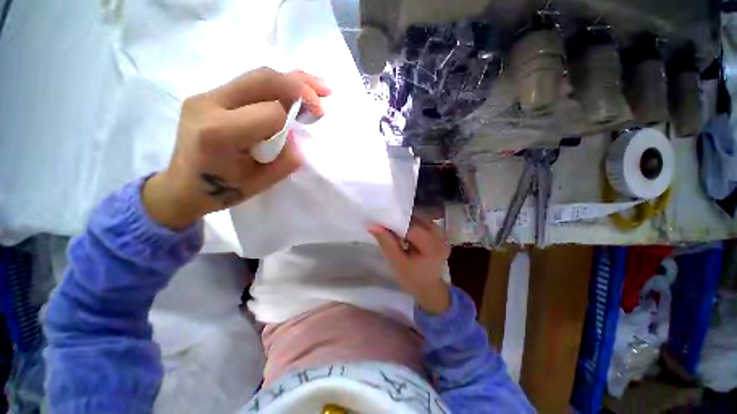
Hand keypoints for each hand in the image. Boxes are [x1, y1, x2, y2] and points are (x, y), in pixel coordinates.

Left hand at [143, 67, 330, 228]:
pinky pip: (249, 83)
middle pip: (264, 80)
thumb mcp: (262, 183)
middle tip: (325, 93)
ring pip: (257, 75)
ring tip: (318, 86)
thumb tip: (295, 134)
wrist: (182, 186)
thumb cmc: (223, 191)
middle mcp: (208, 104)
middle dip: (300, 86)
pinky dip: (277, 84)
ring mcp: (206, 95)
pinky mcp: (209, 94)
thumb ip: (285, 159)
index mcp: (219, 132)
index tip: (300, 132)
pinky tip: (294, 87)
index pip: (270, 113)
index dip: (291, 122)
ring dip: (292, 79)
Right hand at [369, 216, 451, 314]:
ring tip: (394, 226)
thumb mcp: (397, 262)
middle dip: (401, 219)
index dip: (395, 222)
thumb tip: (373, 225)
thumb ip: (386, 243)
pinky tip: (405, 230)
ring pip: (420, 218)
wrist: (429, 288)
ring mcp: (442, 234)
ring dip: (406, 220)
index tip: (381, 221)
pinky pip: (424, 222)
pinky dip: (412, 223)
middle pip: (417, 219)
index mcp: (432, 246)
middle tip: (386, 222)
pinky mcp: (439, 234)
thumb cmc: (412, 278)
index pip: (411, 226)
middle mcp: (440, 236)